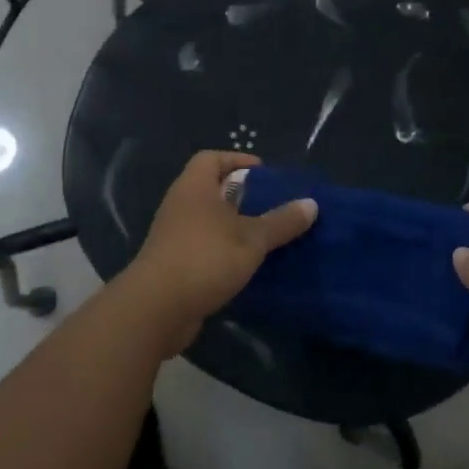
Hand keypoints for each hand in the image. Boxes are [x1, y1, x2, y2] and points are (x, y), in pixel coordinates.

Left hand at [122, 151, 316, 356]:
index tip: (265, 174)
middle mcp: (180, 205)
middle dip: (242, 196)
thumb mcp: (252, 239)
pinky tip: (247, 265)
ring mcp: (173, 236)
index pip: (212, 159)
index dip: (238, 160)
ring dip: (234, 226)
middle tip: (272, 205)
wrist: (156, 309)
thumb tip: (312, 203)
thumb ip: (281, 221)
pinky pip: (204, 247)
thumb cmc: (205, 258)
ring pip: (209, 221)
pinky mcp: (173, 264)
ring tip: (266, 236)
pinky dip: (224, 251)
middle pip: (212, 189)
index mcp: (194, 188)